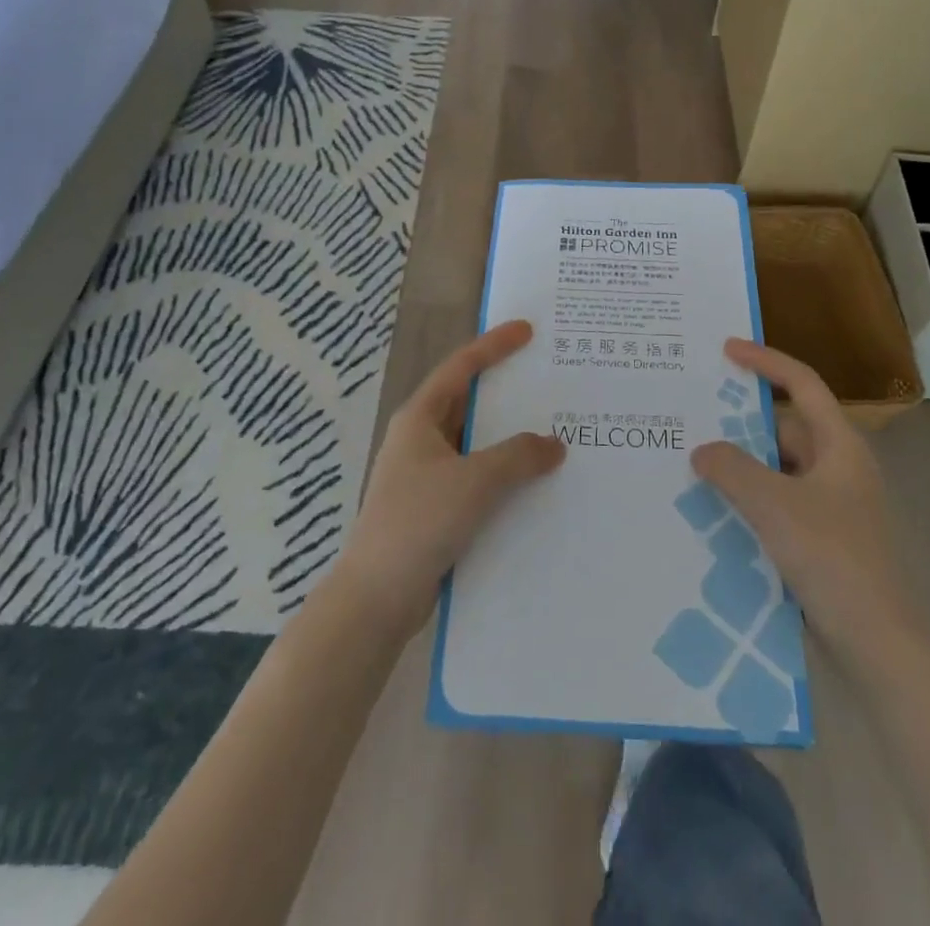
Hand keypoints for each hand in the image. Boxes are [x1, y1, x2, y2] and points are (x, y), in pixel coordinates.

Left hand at [334, 321, 565, 636]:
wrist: (376, 599)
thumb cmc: (419, 523)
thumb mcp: (474, 481)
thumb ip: (518, 457)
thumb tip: (554, 445)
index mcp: (420, 419)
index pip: (461, 367)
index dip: (494, 345)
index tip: (527, 330)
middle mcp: (421, 440)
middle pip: (469, 403)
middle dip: (507, 392)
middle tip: (549, 380)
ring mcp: (426, 476)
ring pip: (476, 445)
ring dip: (509, 440)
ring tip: (554, 431)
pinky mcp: (435, 509)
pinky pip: (477, 479)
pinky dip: (504, 475)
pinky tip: (535, 484)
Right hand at [692, 339, 905, 670]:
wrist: (877, 642)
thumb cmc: (832, 558)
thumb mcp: (774, 505)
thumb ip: (732, 469)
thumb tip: (702, 450)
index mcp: (840, 446)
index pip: (802, 384)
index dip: (766, 361)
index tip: (726, 349)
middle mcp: (838, 467)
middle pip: (786, 426)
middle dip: (742, 420)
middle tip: (695, 413)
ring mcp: (831, 505)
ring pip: (778, 467)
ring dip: (742, 463)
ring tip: (694, 460)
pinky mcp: (820, 538)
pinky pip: (777, 501)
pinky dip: (749, 497)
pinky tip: (714, 507)